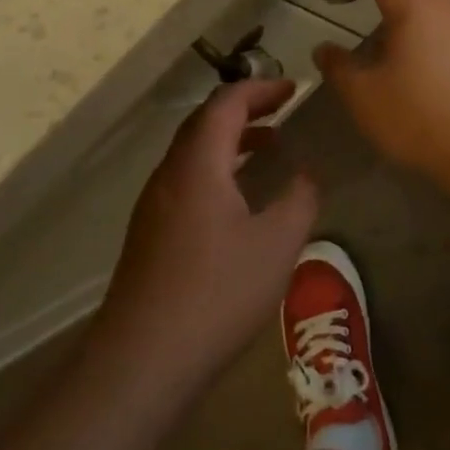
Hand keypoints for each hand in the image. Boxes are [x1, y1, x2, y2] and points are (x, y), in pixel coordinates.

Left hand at [90, 79, 317, 416]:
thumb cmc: (216, 294)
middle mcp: (169, 175)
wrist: (141, 361)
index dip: (260, 89)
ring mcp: (153, 206)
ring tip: (267, 148)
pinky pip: (186, 180)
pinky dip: (216, 169)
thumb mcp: (277, 245)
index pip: (225, 104)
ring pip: (192, 153)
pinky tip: (238, 201)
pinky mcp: (149, 235)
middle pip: (204, 122)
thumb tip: (307, 173)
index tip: (292, 89)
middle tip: (281, 109)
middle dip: (244, 108)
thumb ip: (299, 200)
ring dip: (229, 140)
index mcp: (197, 165)